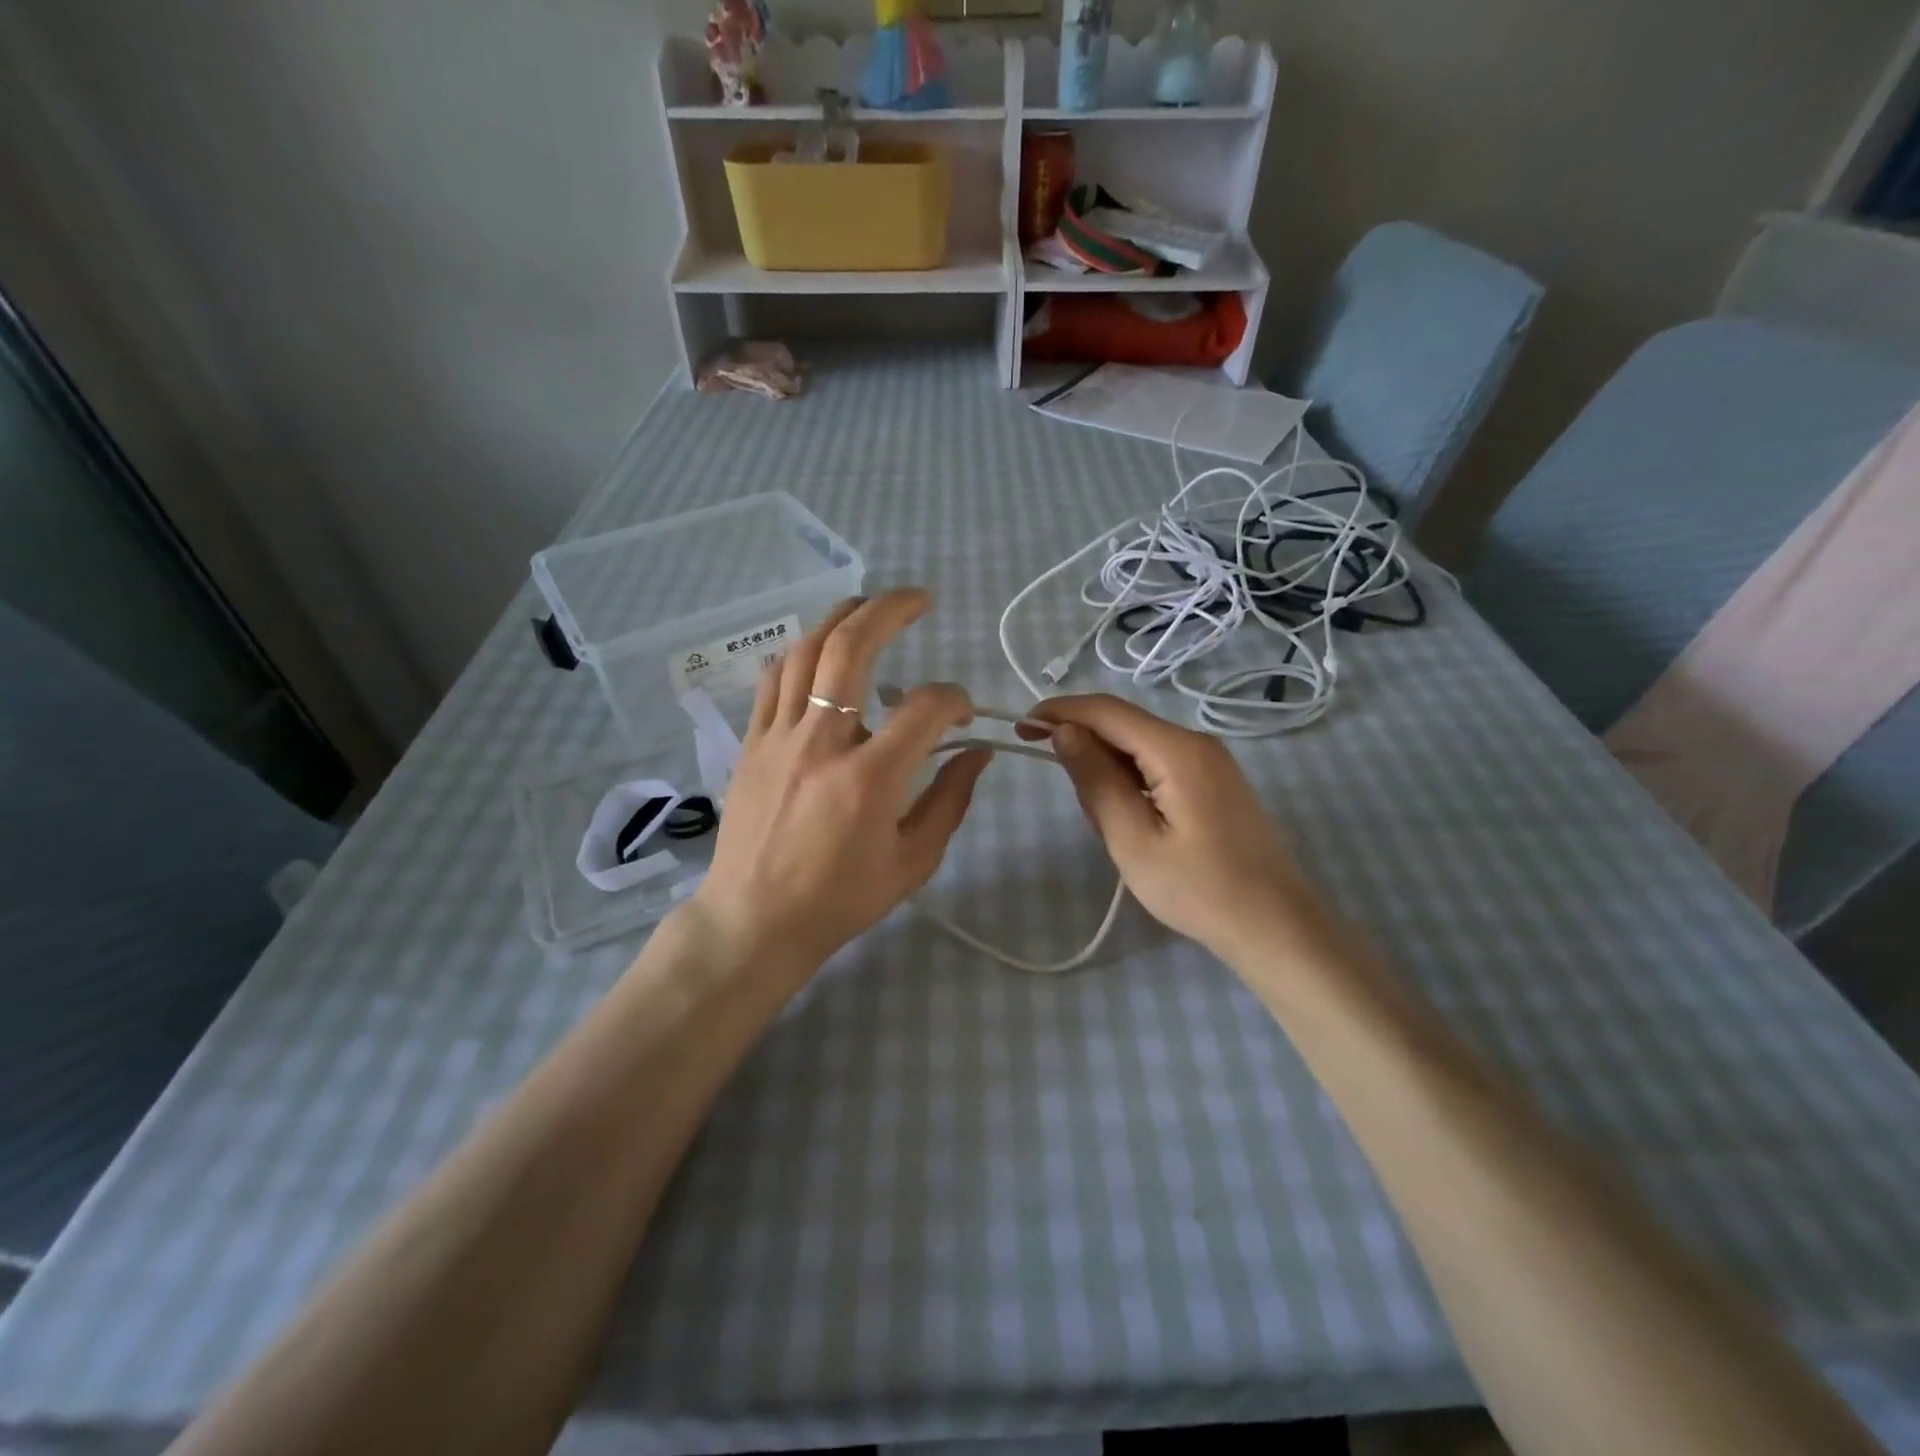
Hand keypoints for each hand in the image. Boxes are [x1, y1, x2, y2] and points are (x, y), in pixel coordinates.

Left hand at [687, 590, 990, 979]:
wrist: (754, 921)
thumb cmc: (840, 899)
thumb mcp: (913, 862)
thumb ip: (951, 801)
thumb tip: (977, 753)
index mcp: (870, 780)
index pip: (924, 707)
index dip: (954, 698)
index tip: (963, 710)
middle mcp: (821, 744)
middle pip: (852, 648)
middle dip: (891, 609)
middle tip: (919, 599)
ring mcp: (778, 738)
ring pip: (806, 651)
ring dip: (841, 617)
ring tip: (868, 607)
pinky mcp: (751, 743)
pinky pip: (773, 679)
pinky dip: (800, 653)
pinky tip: (819, 650)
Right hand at [1033, 694, 1337, 966]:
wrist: (1275, 926)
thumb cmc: (1198, 889)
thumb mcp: (1132, 839)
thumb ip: (1096, 779)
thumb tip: (1064, 731)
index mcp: (1177, 750)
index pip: (1106, 711)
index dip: (1059, 712)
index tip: (1021, 729)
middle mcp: (1196, 742)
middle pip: (1124, 726)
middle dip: (1087, 752)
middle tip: (1084, 812)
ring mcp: (1210, 761)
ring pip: (1140, 748)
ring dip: (1110, 774)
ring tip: (1114, 831)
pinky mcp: (1215, 782)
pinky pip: (1159, 766)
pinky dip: (1133, 784)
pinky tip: (1136, 825)